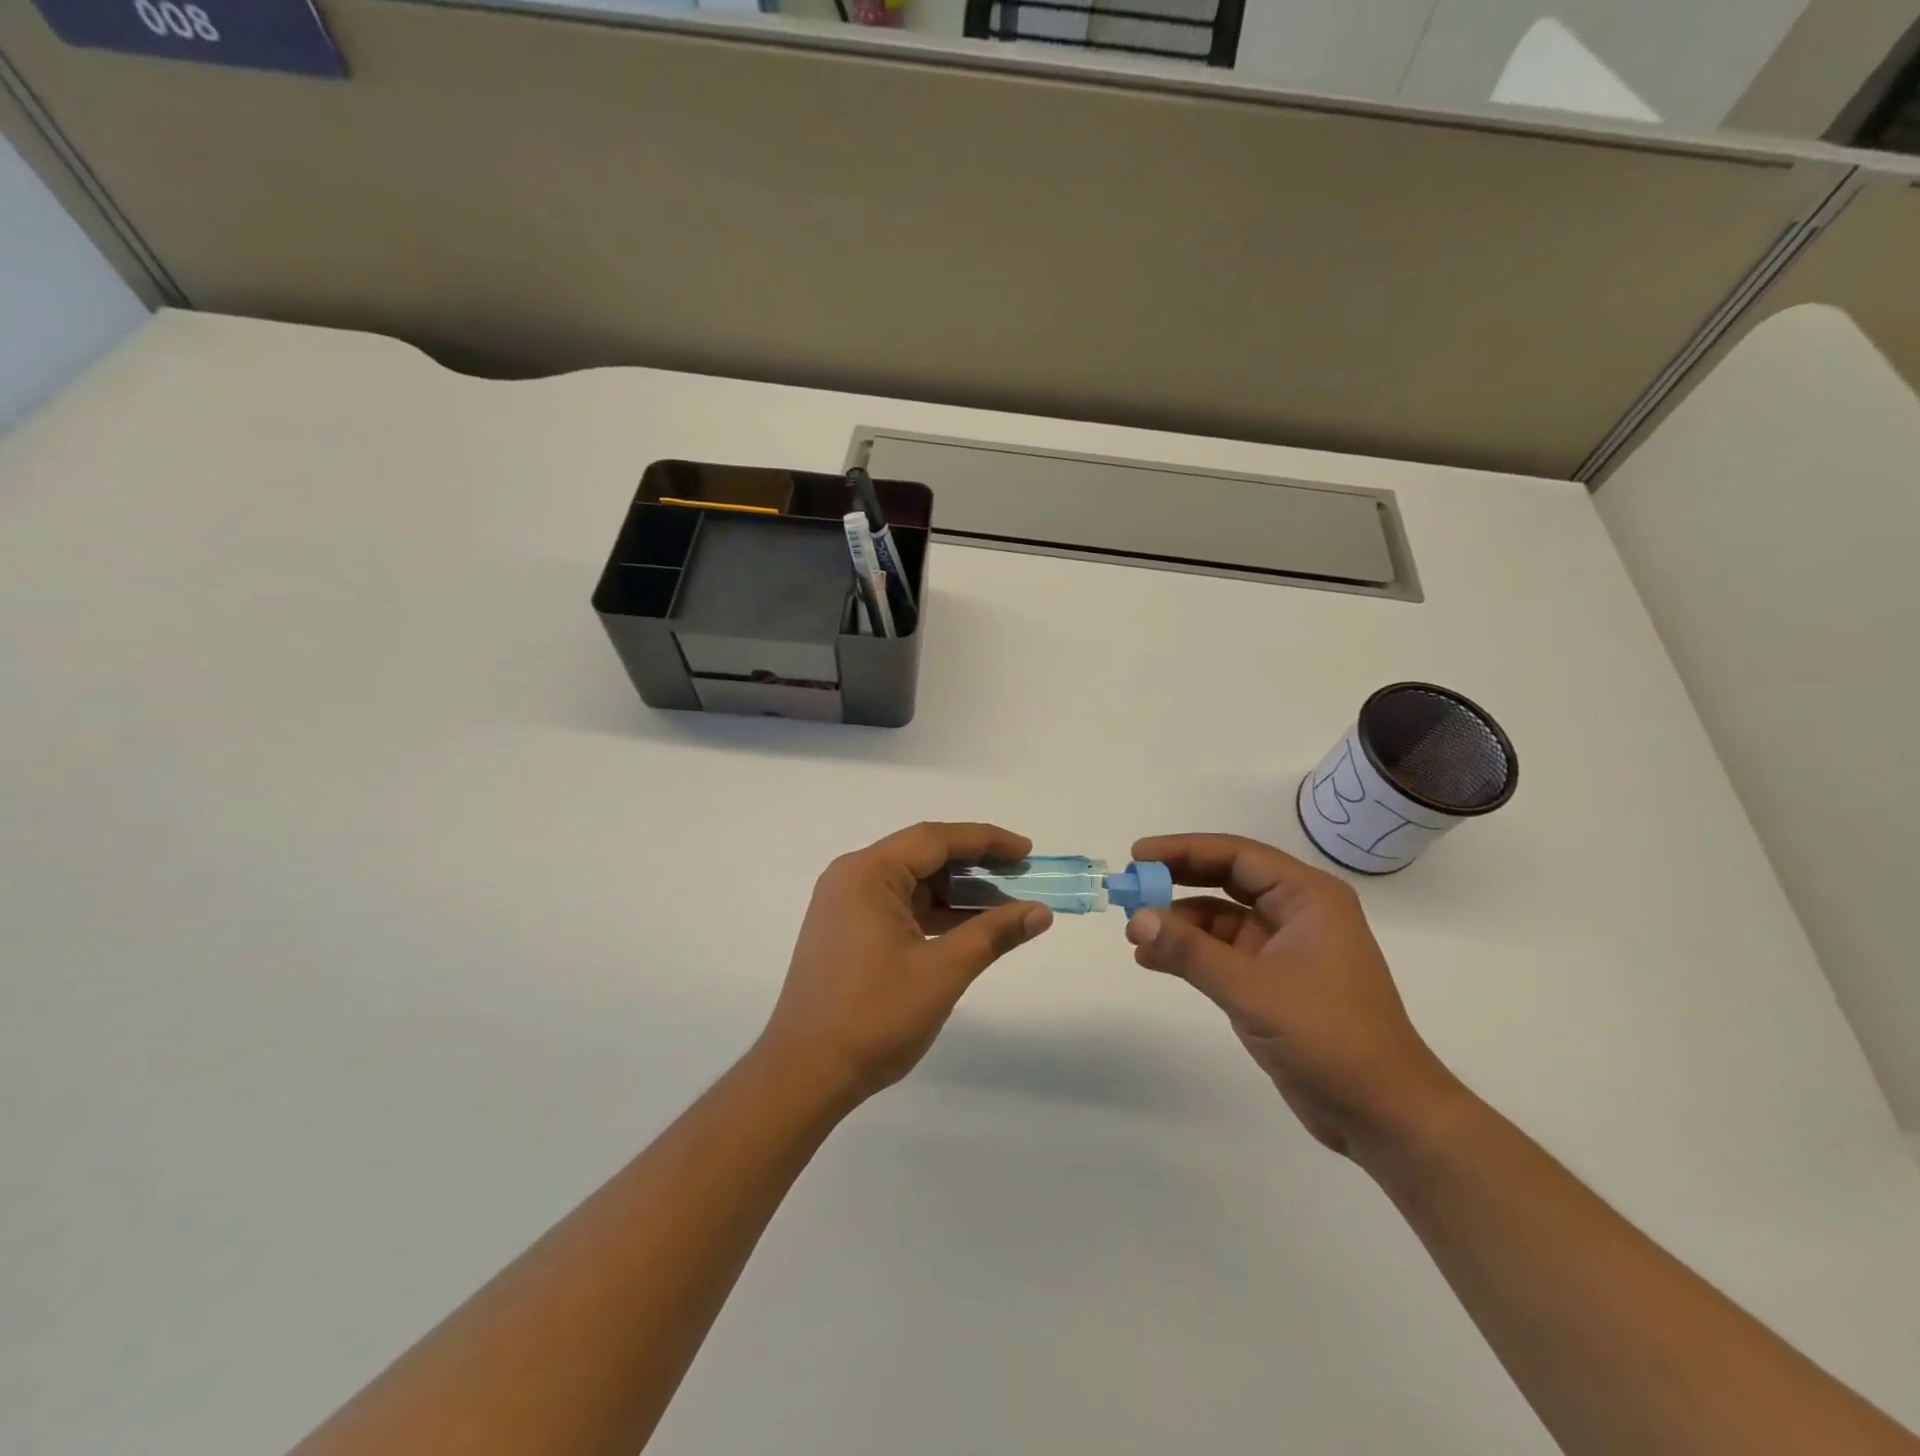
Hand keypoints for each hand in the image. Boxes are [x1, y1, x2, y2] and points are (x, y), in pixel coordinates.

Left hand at [757, 822, 1053, 1105]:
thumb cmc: (875, 1015)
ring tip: (1003, 904)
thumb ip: (993, 934)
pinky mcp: (845, 933)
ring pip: (911, 884)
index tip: (1026, 852)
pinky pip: (898, 907)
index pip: (936, 839)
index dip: (986, 840)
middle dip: (974, 865)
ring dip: (955, 892)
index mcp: (867, 873)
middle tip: (1020, 876)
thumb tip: (1040, 912)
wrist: (805, 1073)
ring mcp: (844, 906)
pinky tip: (967, 928)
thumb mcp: (943, 971)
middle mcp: (851, 878)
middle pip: (922, 856)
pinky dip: (933, 913)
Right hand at [1126, 834, 1463, 1159]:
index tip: (1137, 856)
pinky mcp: (1273, 981)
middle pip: (1226, 879)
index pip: (1236, 855)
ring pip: (1220, 918)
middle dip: (1177, 882)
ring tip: (1134, 933)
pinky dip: (1189, 953)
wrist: (1383, 1115)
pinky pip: (1222, 953)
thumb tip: (1136, 919)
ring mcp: (1285, 948)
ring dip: (1178, 922)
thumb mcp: (1252, 989)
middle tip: (1129, 887)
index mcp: (1308, 897)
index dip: (1184, 850)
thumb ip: (1191, 952)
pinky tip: (1153, 960)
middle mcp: (1297, 913)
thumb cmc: (1329, 1037)